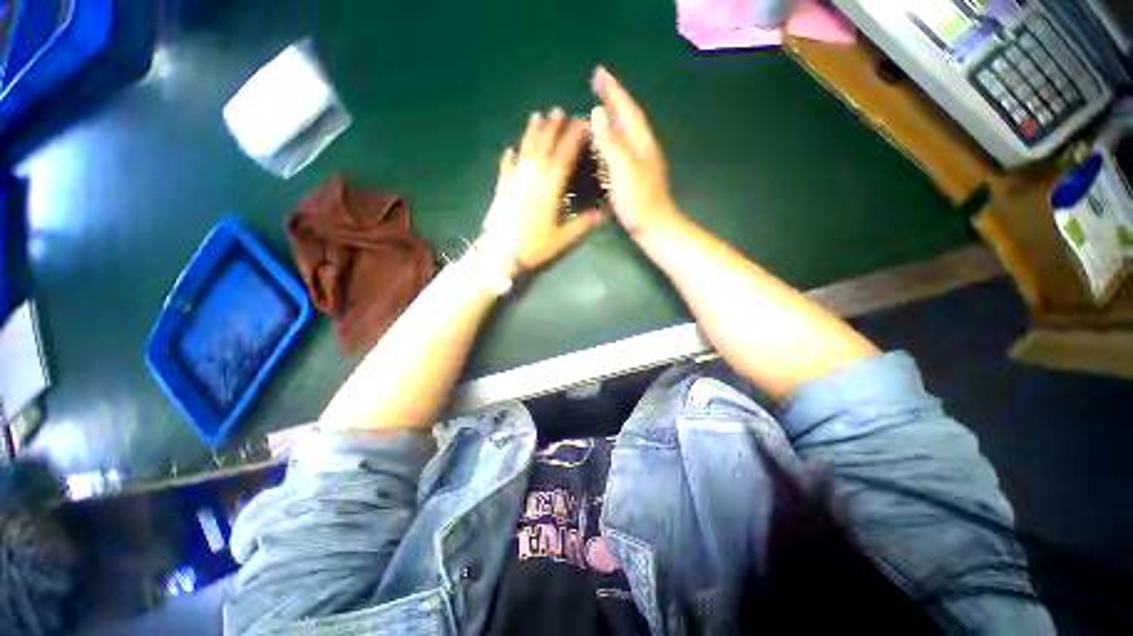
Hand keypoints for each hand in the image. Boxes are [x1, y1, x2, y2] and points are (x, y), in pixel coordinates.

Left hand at [478, 109, 602, 274]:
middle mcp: (533, 177)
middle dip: (553, 126)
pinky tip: (510, 148)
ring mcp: (515, 180)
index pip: (565, 155)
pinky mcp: (502, 188)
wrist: (501, 253)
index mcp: (551, 187)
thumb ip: (583, 224)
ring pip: (525, 150)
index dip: (574, 137)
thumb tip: (601, 214)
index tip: (583, 124)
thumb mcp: (564, 238)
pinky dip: (509, 156)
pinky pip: (506, 166)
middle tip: (560, 111)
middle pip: (544, 145)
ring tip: (537, 116)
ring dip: (532, 132)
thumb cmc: (535, 246)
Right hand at [590, 66, 682, 238]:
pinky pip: (621, 150)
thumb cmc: (639, 201)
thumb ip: (611, 142)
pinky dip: (611, 140)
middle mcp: (642, 148)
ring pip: (625, 133)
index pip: (626, 109)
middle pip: (627, 118)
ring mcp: (640, 163)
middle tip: (597, 84)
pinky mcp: (635, 177)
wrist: (655, 228)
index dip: (613, 90)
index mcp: (641, 142)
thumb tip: (597, 114)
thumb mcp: (623, 169)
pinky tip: (605, 144)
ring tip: (598, 108)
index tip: (599, 72)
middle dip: (613, 99)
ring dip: (612, 118)